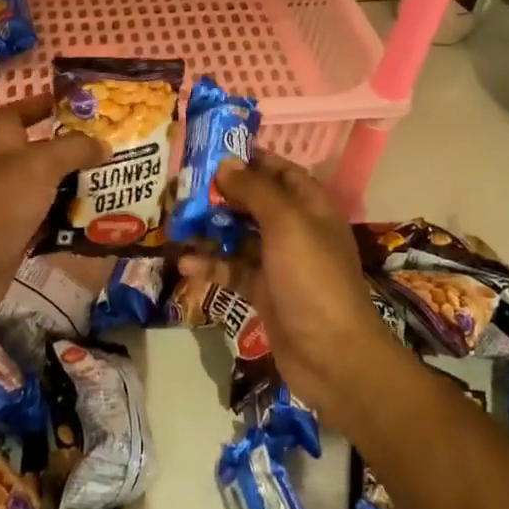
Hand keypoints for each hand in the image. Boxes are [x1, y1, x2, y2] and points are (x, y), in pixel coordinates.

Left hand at [0, 93, 103, 319]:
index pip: (17, 113)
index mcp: (2, 144)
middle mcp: (4, 171)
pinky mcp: (18, 238)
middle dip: (73, 151)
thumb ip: (73, 149)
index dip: (40, 104)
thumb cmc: (0, 203)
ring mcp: (10, 206)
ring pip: (49, 191)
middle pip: (40, 153)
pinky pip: (50, 224)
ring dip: (76, 189)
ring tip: (115, 185)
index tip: (73, 105)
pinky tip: (99, 223)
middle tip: (111, 149)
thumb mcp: (40, 165)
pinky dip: (71, 223)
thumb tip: (103, 144)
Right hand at [180, 149, 402, 426]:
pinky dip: (211, 265)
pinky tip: (186, 264)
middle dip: (221, 194)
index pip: (280, 171)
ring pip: (239, 236)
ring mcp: (279, 263)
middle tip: (182, 187)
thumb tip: (225, 163)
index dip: (251, 159)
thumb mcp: (286, 224)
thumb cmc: (313, 279)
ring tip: (176, 223)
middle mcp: (296, 230)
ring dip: (210, 230)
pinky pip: (233, 270)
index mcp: (311, 207)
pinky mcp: (264, 292)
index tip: (212, 152)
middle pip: (254, 202)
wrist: (333, 357)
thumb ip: (255, 191)